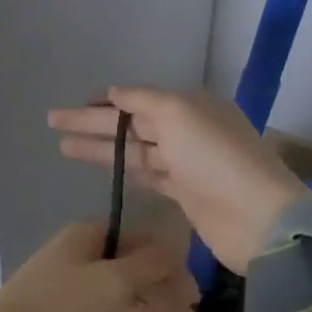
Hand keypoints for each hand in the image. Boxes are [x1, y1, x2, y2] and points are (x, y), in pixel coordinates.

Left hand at [0, 221, 201, 311]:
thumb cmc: (61, 308)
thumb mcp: (113, 283)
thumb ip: (149, 264)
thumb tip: (177, 246)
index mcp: (91, 234)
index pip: (144, 239)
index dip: (172, 264)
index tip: (196, 295)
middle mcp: (83, 252)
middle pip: (136, 267)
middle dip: (168, 296)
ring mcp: (72, 283)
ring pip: (125, 292)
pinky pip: (108, 309)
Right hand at [48, 88, 306, 274]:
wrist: (258, 219)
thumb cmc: (215, 158)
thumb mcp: (179, 113)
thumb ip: (143, 100)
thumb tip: (114, 92)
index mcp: (190, 105)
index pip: (139, 99)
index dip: (106, 102)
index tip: (75, 105)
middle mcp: (188, 130)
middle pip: (132, 125)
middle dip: (93, 124)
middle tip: (53, 122)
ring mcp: (187, 164)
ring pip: (135, 151)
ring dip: (102, 149)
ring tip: (63, 147)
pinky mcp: (186, 196)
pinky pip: (149, 176)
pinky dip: (126, 172)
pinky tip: (104, 171)